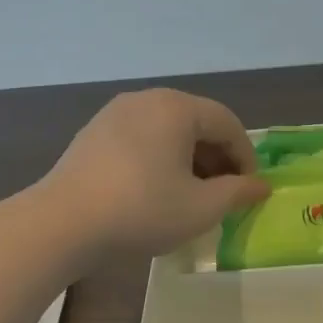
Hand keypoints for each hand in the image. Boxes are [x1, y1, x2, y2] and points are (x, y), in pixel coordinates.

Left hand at [40, 90, 270, 258]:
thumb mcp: (200, 208)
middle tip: (224, 194)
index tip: (250, 190)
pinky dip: (158, 158)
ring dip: (188, 159)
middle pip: (196, 122)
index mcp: (177, 107)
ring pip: (167, 131)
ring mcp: (115, 113)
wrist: (61, 223)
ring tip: (191, 195)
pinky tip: (155, 191)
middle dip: (217, 158)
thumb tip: (261, 185)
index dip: (246, 157)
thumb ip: (237, 192)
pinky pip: (140, 138)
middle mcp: (147, 99)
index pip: (227, 124)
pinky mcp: (93, 133)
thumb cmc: (141, 209)